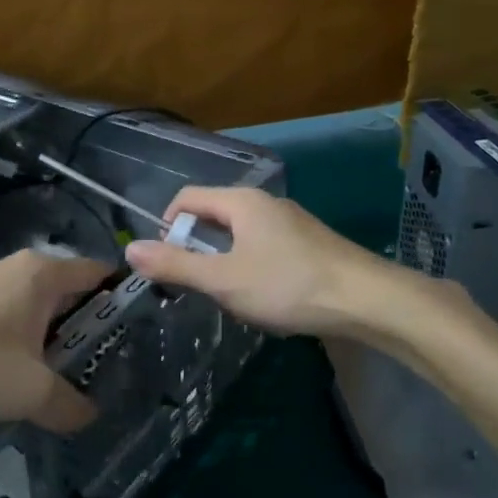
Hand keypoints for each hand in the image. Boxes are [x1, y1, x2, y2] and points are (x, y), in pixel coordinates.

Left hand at [0, 248, 112, 431]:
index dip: (122, 299)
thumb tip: (89, 415)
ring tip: (65, 379)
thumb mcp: (31, 391)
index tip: (138, 333)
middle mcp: (20, 269)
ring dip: (53, 340)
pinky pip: (12, 318)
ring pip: (39, 309)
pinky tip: (19, 378)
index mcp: (44, 274)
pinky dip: (25, 343)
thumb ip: (68, 404)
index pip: (99, 273)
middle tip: (105, 366)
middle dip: (88, 328)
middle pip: (71, 293)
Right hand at [123, 187, 394, 336]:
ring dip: (223, 260)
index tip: (166, 264)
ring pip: (240, 234)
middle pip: (213, 215)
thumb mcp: (223, 279)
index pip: (187, 198)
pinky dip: (251, 266)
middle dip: (196, 247)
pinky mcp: (309, 243)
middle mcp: (264, 203)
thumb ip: (176, 265)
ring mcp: (290, 222)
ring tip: (229, 296)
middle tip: (196, 285)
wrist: (367, 300)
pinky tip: (264, 297)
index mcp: (240, 202)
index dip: (167, 227)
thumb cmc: (288, 285)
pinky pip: (264, 246)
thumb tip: (130, 249)